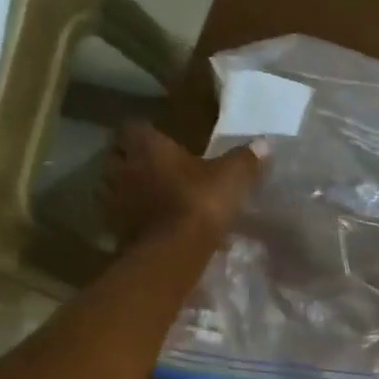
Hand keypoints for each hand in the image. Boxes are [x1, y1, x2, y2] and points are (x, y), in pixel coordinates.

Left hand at [103, 123, 267, 249]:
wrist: (174, 251)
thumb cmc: (200, 202)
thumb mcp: (231, 178)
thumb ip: (245, 160)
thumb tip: (264, 144)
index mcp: (147, 147)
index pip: (134, 127)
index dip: (144, 133)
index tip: (157, 141)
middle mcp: (123, 167)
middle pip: (117, 157)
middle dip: (131, 161)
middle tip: (152, 169)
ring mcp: (115, 201)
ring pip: (114, 188)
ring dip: (128, 191)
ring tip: (149, 200)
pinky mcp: (116, 230)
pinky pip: (121, 219)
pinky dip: (132, 221)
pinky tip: (151, 228)